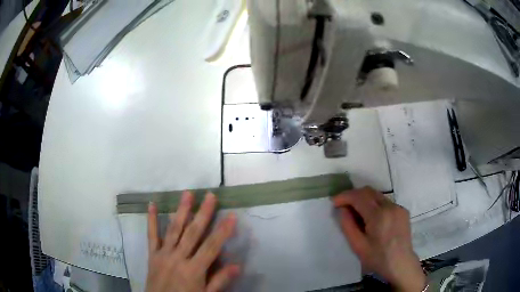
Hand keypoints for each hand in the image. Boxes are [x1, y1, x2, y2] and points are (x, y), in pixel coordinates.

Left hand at [146, 192, 239, 291]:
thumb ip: (219, 281)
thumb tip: (237, 265)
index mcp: (193, 270)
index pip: (211, 247)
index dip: (222, 231)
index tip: (231, 216)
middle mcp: (178, 258)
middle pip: (193, 233)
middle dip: (203, 214)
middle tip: (210, 196)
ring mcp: (163, 254)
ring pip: (174, 229)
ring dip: (181, 211)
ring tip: (187, 194)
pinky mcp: (152, 254)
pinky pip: (151, 235)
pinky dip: (151, 220)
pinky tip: (151, 204)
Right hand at [333, 187, 425, 291]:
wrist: (401, 264)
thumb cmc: (377, 258)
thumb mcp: (358, 245)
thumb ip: (348, 225)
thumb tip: (342, 209)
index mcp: (378, 215)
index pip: (359, 196)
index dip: (344, 196)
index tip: (334, 202)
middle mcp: (390, 206)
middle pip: (368, 191)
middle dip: (353, 195)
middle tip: (343, 206)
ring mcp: (398, 207)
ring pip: (377, 195)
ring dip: (364, 199)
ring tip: (356, 213)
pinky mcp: (403, 210)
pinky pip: (385, 202)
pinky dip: (375, 205)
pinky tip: (372, 218)